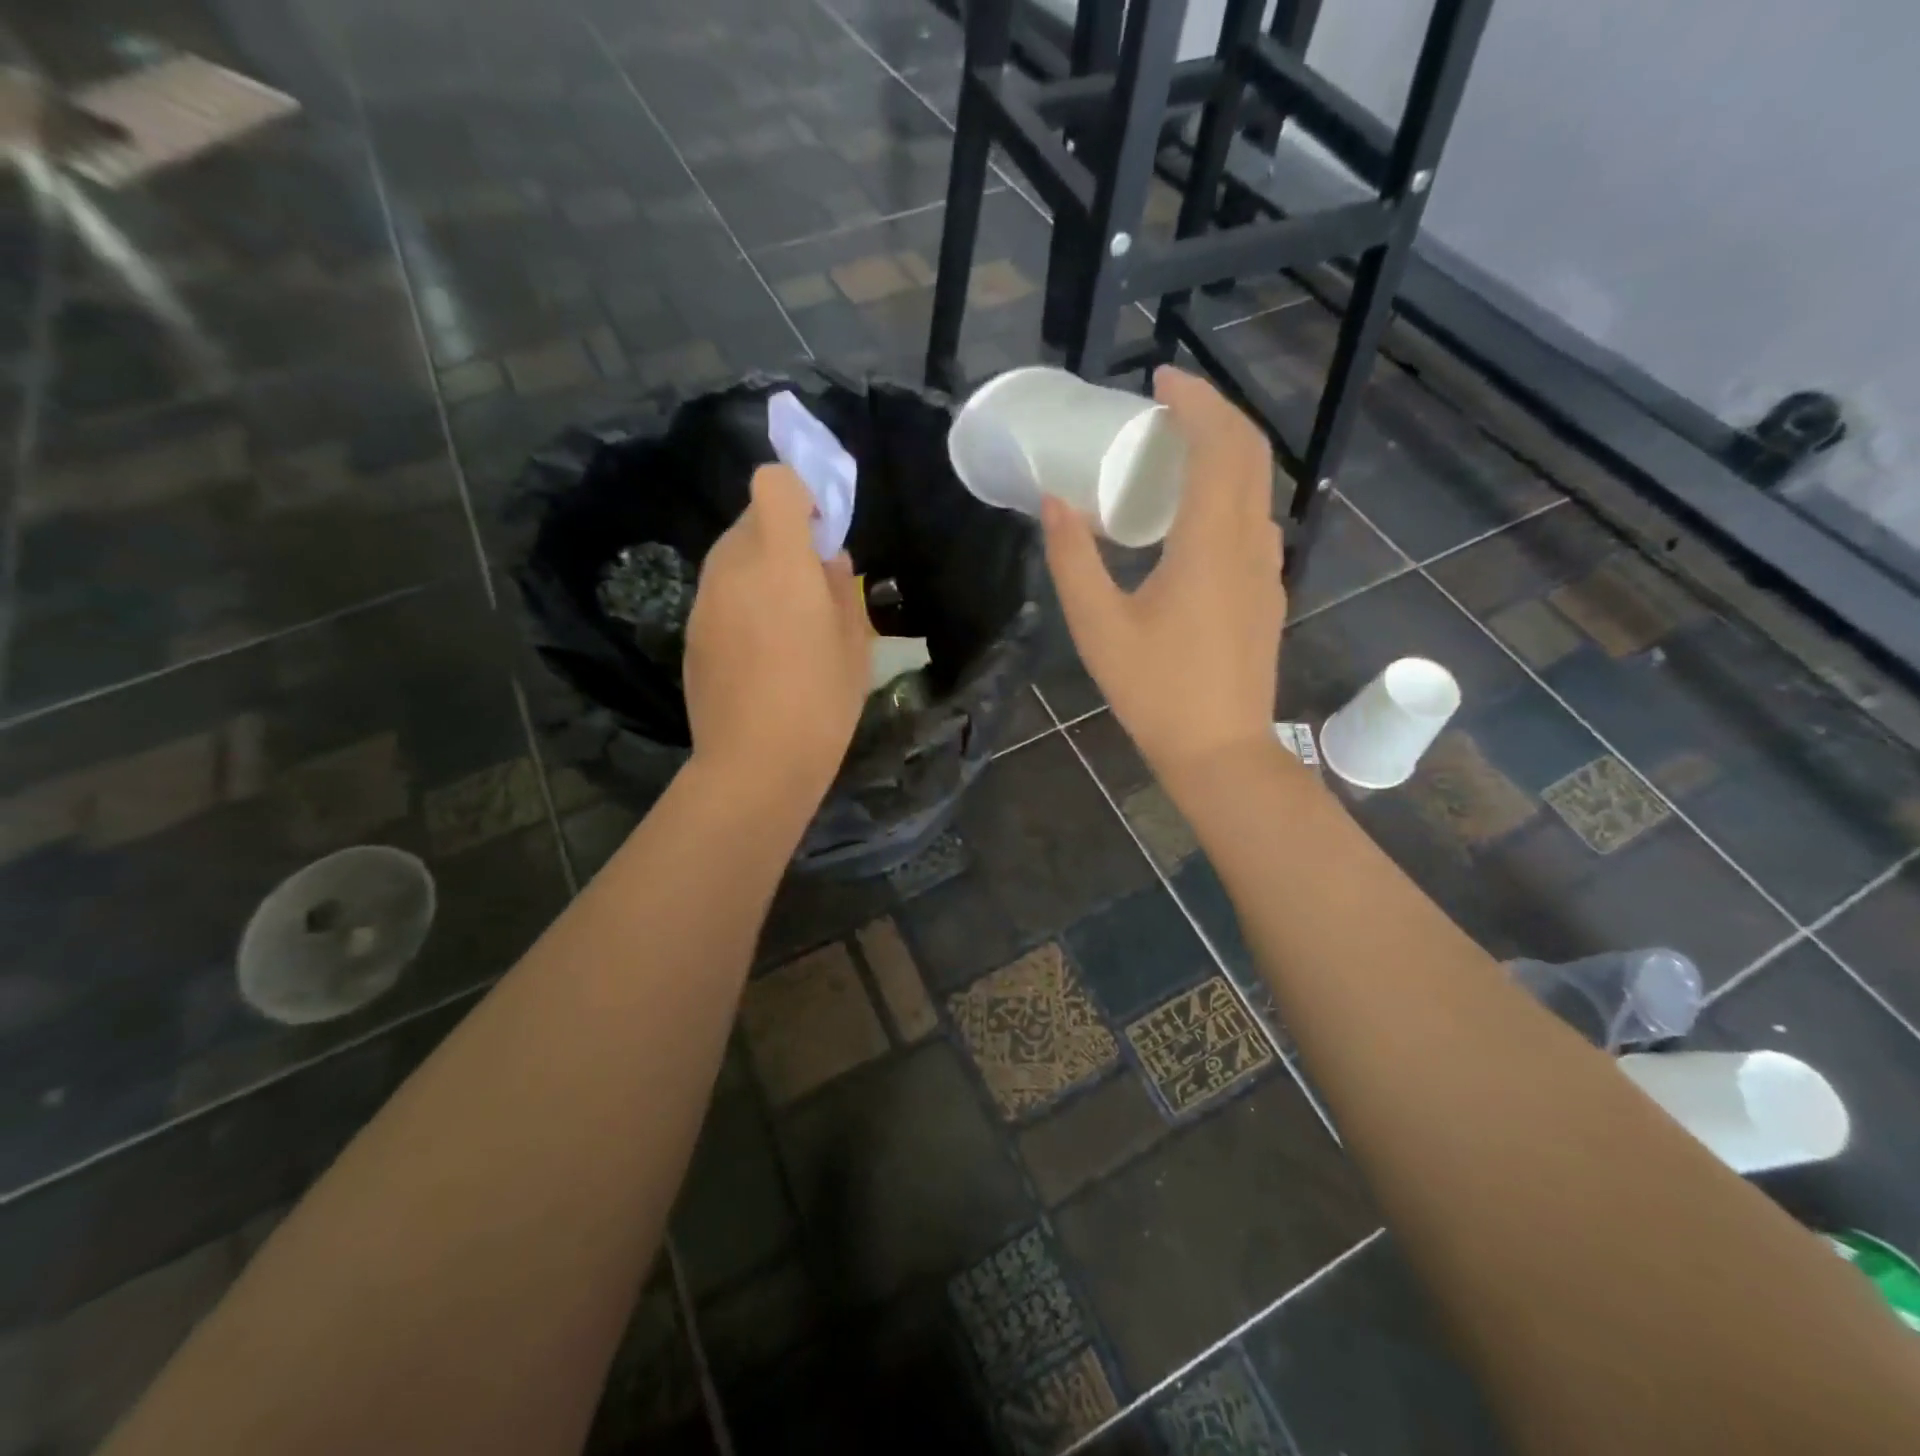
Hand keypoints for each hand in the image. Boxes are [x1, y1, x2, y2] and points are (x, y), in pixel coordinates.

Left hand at [684, 464, 870, 797]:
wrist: (755, 763)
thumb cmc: (821, 702)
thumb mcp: (854, 644)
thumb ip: (842, 588)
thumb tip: (828, 560)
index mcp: (780, 561)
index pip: (773, 484)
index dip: (799, 492)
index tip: (821, 530)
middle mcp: (733, 567)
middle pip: (751, 518)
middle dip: (783, 535)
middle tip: (811, 583)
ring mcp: (705, 600)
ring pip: (733, 556)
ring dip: (761, 568)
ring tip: (787, 623)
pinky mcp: (691, 630)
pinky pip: (720, 593)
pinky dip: (741, 601)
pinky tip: (761, 652)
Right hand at [1042, 366, 1284, 783]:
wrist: (1220, 750)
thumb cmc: (1155, 690)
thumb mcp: (1099, 627)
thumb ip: (1072, 560)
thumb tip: (1054, 502)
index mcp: (1211, 542)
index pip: (1219, 443)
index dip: (1195, 400)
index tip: (1159, 379)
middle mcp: (1251, 543)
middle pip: (1248, 453)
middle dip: (1213, 414)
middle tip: (1165, 406)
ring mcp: (1267, 569)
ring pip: (1257, 486)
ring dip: (1223, 452)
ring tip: (1175, 452)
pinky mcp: (1267, 593)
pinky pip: (1255, 520)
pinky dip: (1229, 492)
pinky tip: (1192, 517)